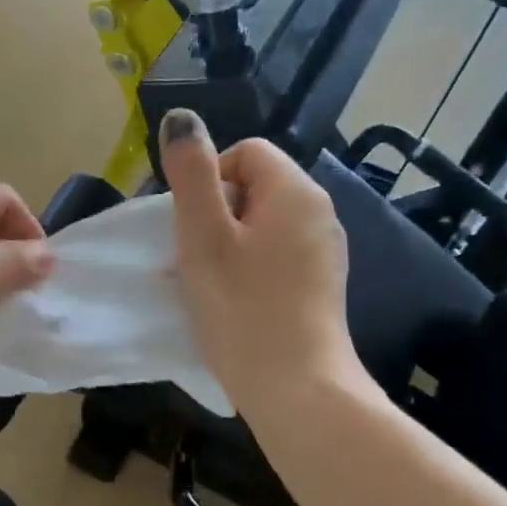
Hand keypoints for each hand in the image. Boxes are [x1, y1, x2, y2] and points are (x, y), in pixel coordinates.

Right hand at [158, 110, 370, 417]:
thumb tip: (182, 118)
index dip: (207, 181)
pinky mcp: (320, 284)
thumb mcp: (203, 236)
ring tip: (208, 284)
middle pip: (254, 188)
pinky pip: (276, 256)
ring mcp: (325, 251)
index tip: (189, 227)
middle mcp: (320, 212)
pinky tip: (235, 301)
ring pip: (262, 225)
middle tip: (192, 258)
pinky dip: (249, 268)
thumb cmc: (241, 307)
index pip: (244, 153)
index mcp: (295, 191)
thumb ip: (191, 174)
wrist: (295, 387)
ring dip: (227, 245)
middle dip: (214, 215)